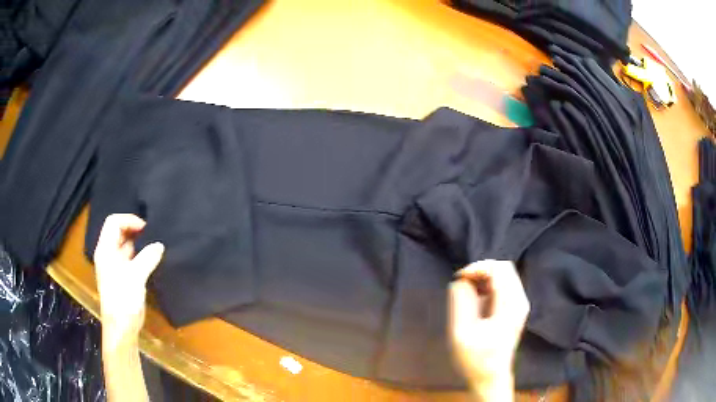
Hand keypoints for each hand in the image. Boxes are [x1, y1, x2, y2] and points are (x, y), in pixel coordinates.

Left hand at [94, 214, 163, 347]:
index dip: (129, 220)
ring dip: (139, 243)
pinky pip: (131, 258)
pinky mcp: (123, 276)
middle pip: (119, 232)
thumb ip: (147, 258)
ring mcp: (115, 266)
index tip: (146, 228)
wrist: (122, 327)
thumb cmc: (123, 299)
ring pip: (126, 245)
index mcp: (105, 249)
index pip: (113, 222)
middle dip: (135, 230)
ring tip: (154, 245)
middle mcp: (108, 254)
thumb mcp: (135, 276)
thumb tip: (160, 245)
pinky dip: (140, 255)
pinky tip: (152, 259)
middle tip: (152, 235)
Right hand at [449, 260, 528, 400]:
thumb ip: (461, 303)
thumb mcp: (462, 333)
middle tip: (461, 283)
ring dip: (484, 278)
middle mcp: (519, 300)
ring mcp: (519, 305)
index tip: (459, 278)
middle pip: (504, 268)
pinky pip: (504, 286)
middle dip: (481, 270)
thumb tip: (460, 281)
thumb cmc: (476, 359)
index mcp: (510, 305)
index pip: (499, 268)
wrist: (491, 378)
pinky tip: (476, 300)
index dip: (477, 268)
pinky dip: (488, 286)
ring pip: (504, 275)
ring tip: (466, 292)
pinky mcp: (515, 309)